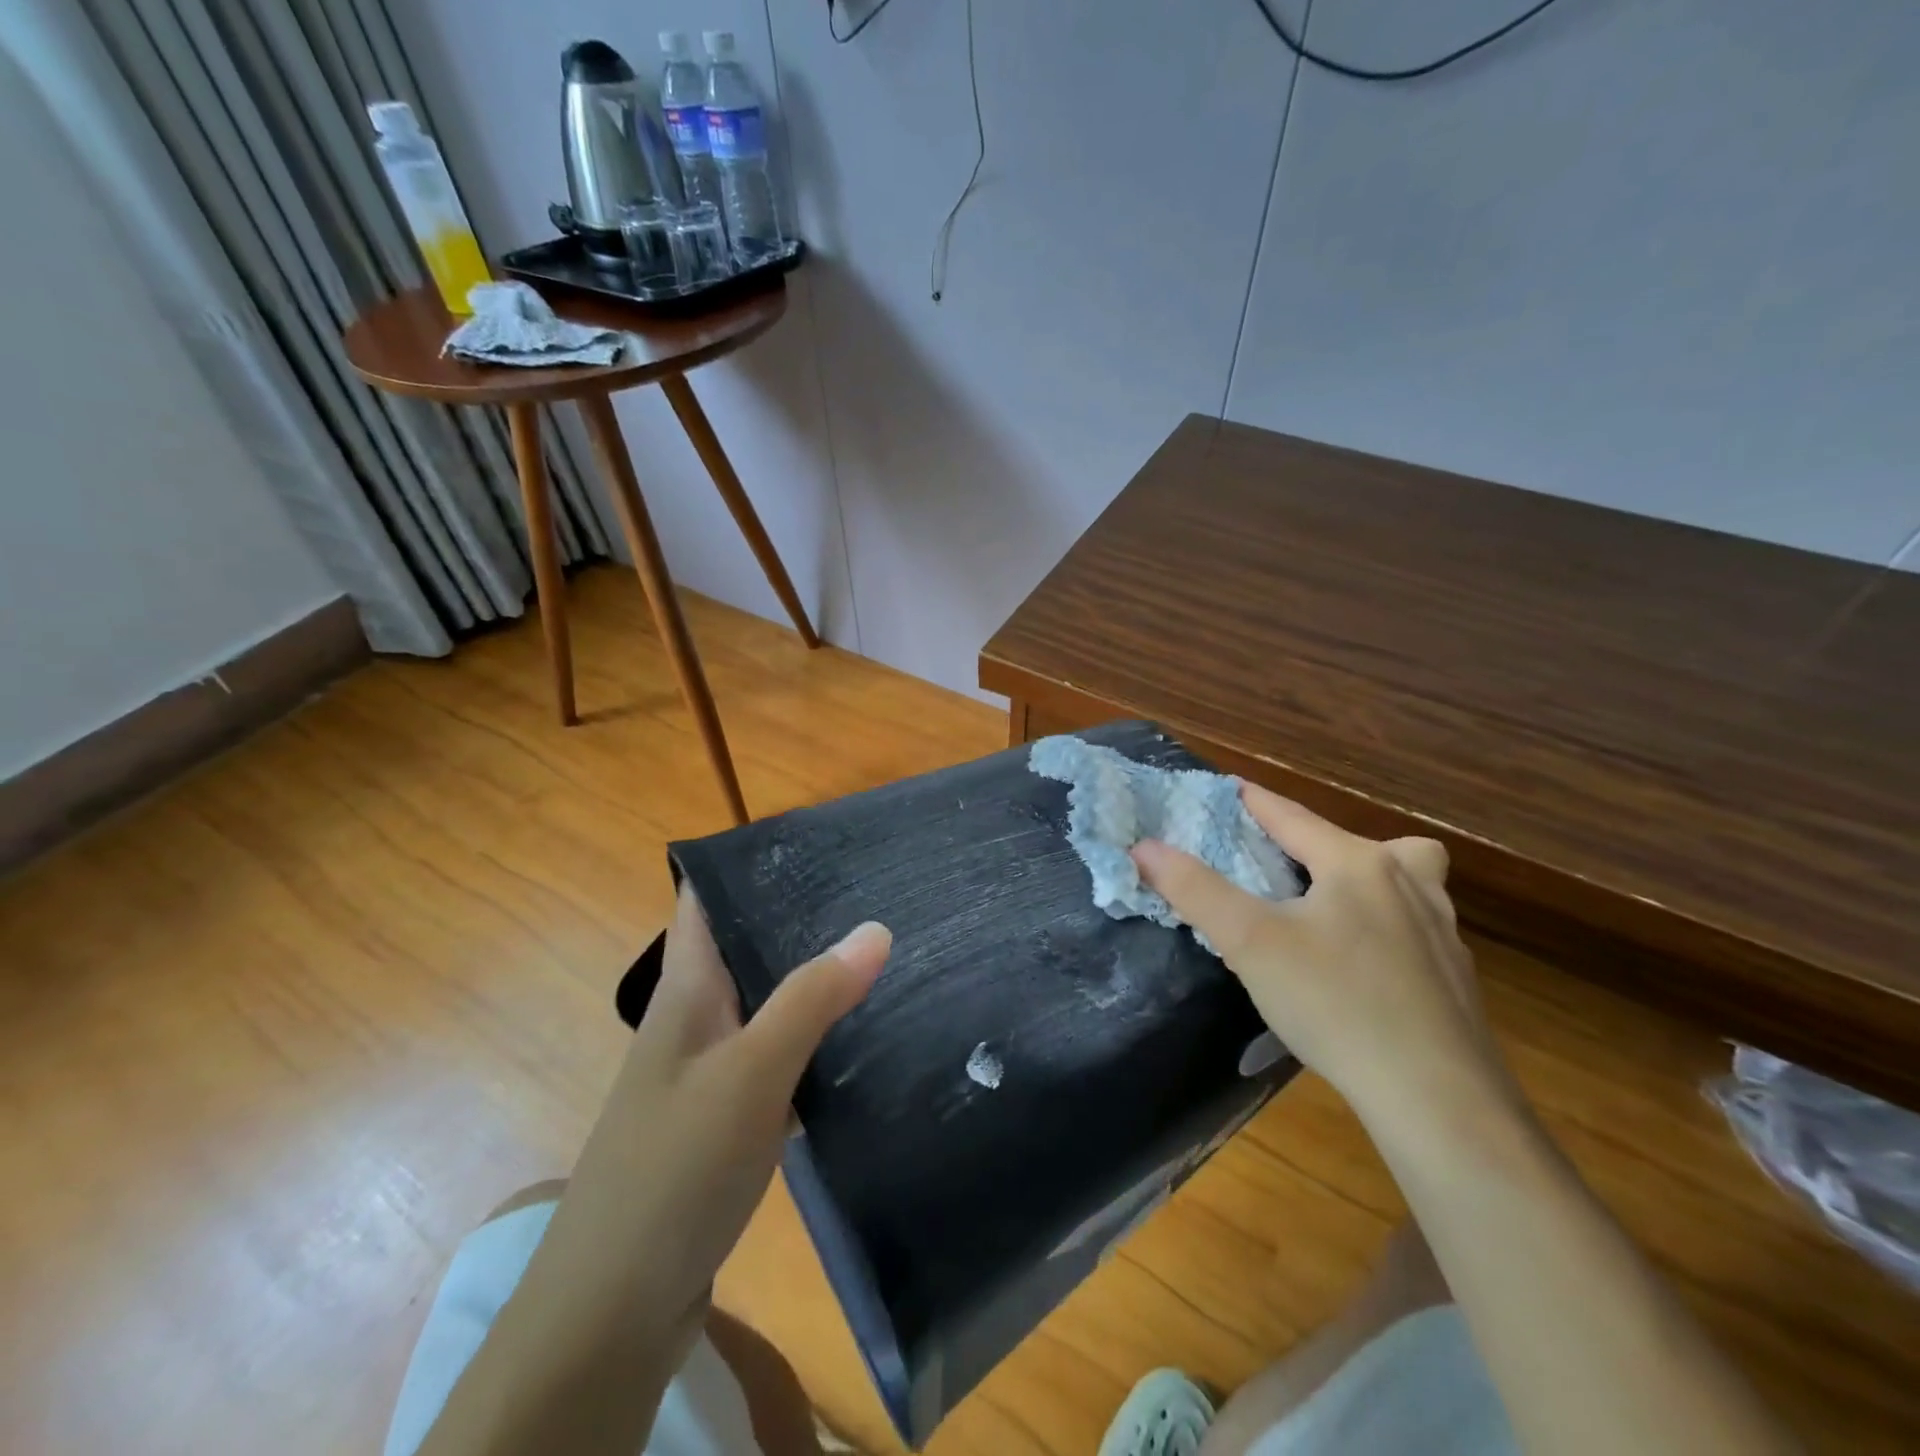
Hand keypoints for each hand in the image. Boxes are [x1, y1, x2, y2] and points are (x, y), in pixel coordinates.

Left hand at [545, 887, 890, 1354]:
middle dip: (799, 918)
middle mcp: (694, 1020)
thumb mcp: (751, 1071)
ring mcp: (709, 1072)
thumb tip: (874, 927)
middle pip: (746, 948)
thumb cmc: (675, 1167)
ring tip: (880, 953)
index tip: (813, 840)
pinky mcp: (727, 1119)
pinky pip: (777, 1058)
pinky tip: (860, 1041)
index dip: (748, 864)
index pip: (705, 901)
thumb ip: (812, 997)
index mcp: (687, 990)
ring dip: (812, 981)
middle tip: (871, 890)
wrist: (615, 1309)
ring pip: (767, 1003)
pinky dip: (814, 1041)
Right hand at [1132, 784, 1506, 1125]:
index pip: (1294, 817)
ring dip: (1368, 880)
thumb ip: (1195, 889)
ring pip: (1407, 881)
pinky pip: (1414, 928)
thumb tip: (1144, 847)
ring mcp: (1442, 932)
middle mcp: (1408, 885)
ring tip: (1329, 909)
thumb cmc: (1335, 1003)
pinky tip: (1362, 967)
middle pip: (1364, 843)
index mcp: (1358, 864)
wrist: (1437, 1099)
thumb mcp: (1250, 942)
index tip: (1230, 788)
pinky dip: (1386, 927)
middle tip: (1290, 862)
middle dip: (1323, 841)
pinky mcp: (1456, 978)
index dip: (1256, 801)